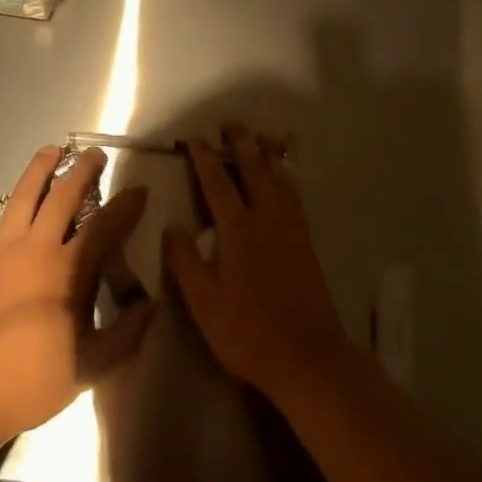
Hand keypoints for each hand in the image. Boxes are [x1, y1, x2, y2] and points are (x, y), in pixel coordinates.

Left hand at [0, 145, 154, 448]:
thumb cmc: (31, 381)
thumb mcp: (90, 367)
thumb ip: (125, 335)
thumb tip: (151, 306)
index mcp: (68, 269)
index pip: (106, 225)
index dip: (126, 206)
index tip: (140, 190)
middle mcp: (36, 248)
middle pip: (63, 197)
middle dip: (82, 172)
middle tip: (95, 155)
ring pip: (21, 197)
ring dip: (37, 171)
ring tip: (50, 151)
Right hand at [163, 123, 352, 406]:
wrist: (309, 357)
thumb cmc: (249, 333)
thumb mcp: (204, 304)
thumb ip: (186, 261)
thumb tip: (172, 225)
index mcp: (238, 231)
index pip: (217, 183)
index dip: (203, 158)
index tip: (193, 138)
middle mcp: (266, 219)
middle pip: (253, 170)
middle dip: (241, 144)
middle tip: (231, 123)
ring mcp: (290, 229)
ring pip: (279, 179)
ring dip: (268, 155)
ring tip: (262, 137)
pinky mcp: (306, 243)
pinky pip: (295, 196)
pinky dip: (288, 177)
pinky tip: (286, 178)